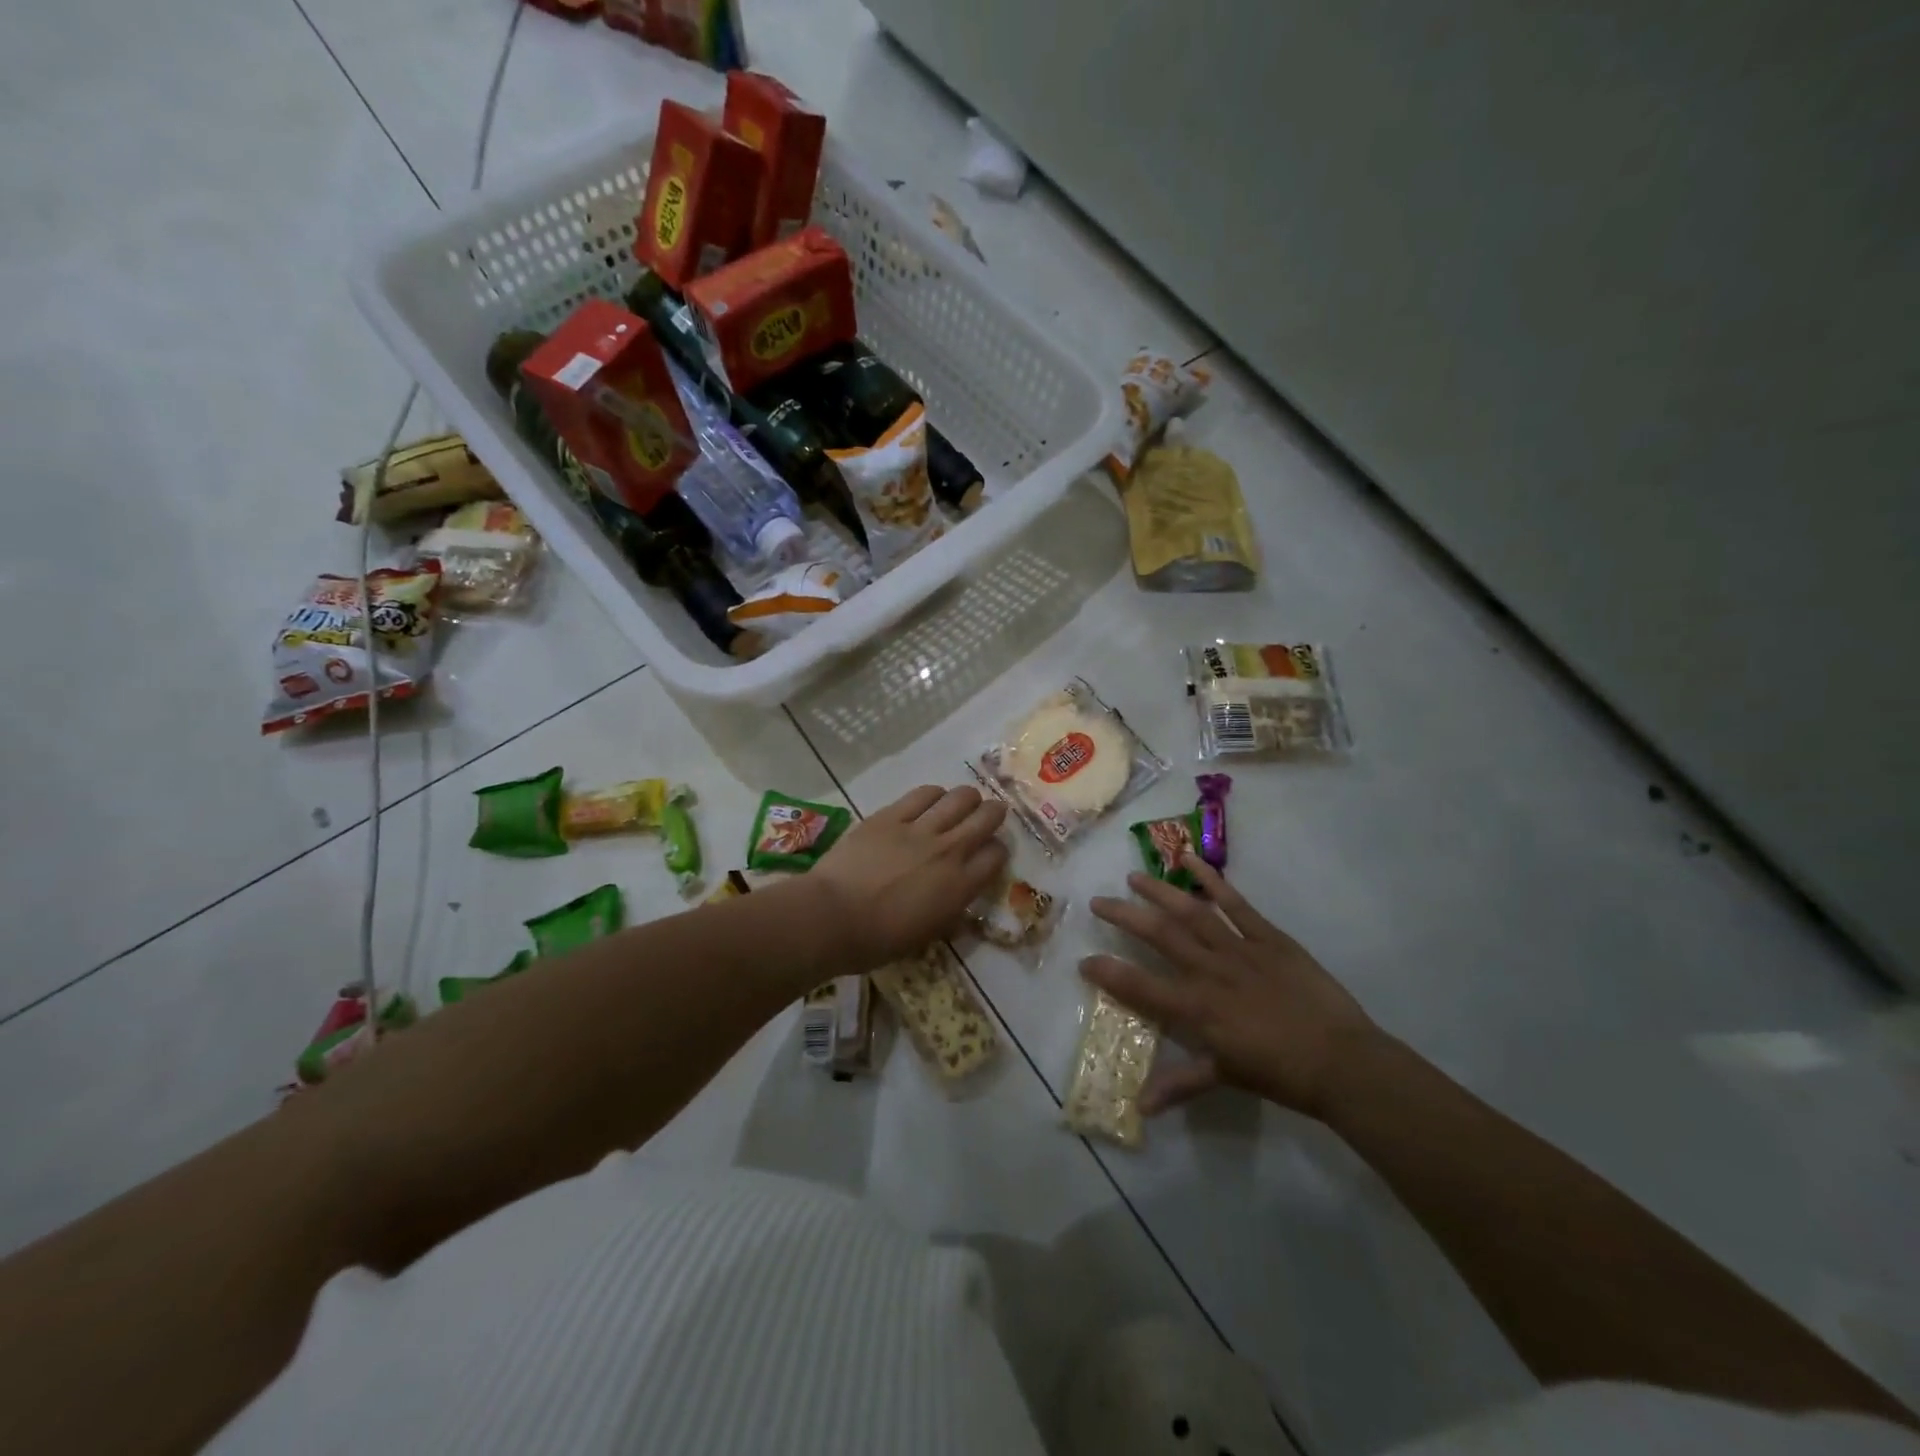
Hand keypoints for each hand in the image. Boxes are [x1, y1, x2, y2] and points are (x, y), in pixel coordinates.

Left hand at [813, 785, 1007, 967]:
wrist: (833, 917)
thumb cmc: (878, 940)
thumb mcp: (926, 936)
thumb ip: (949, 913)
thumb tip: (958, 904)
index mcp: (960, 886)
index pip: (997, 855)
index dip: (997, 851)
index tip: (989, 853)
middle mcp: (949, 851)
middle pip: (987, 817)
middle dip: (993, 813)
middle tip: (988, 816)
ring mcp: (920, 829)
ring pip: (960, 798)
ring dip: (966, 799)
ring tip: (960, 804)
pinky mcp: (891, 815)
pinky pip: (923, 794)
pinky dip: (934, 795)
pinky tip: (931, 800)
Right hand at [1085, 855, 1378, 1118]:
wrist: (1342, 1061)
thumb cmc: (1281, 1074)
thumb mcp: (1226, 1079)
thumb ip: (1180, 1084)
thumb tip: (1139, 1107)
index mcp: (1198, 1009)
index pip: (1141, 987)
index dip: (1109, 973)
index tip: (1084, 961)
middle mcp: (1210, 972)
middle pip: (1159, 936)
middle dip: (1124, 917)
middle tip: (1098, 901)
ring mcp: (1239, 949)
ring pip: (1191, 913)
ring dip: (1159, 892)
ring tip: (1133, 876)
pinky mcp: (1267, 937)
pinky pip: (1234, 904)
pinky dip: (1211, 881)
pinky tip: (1190, 860)